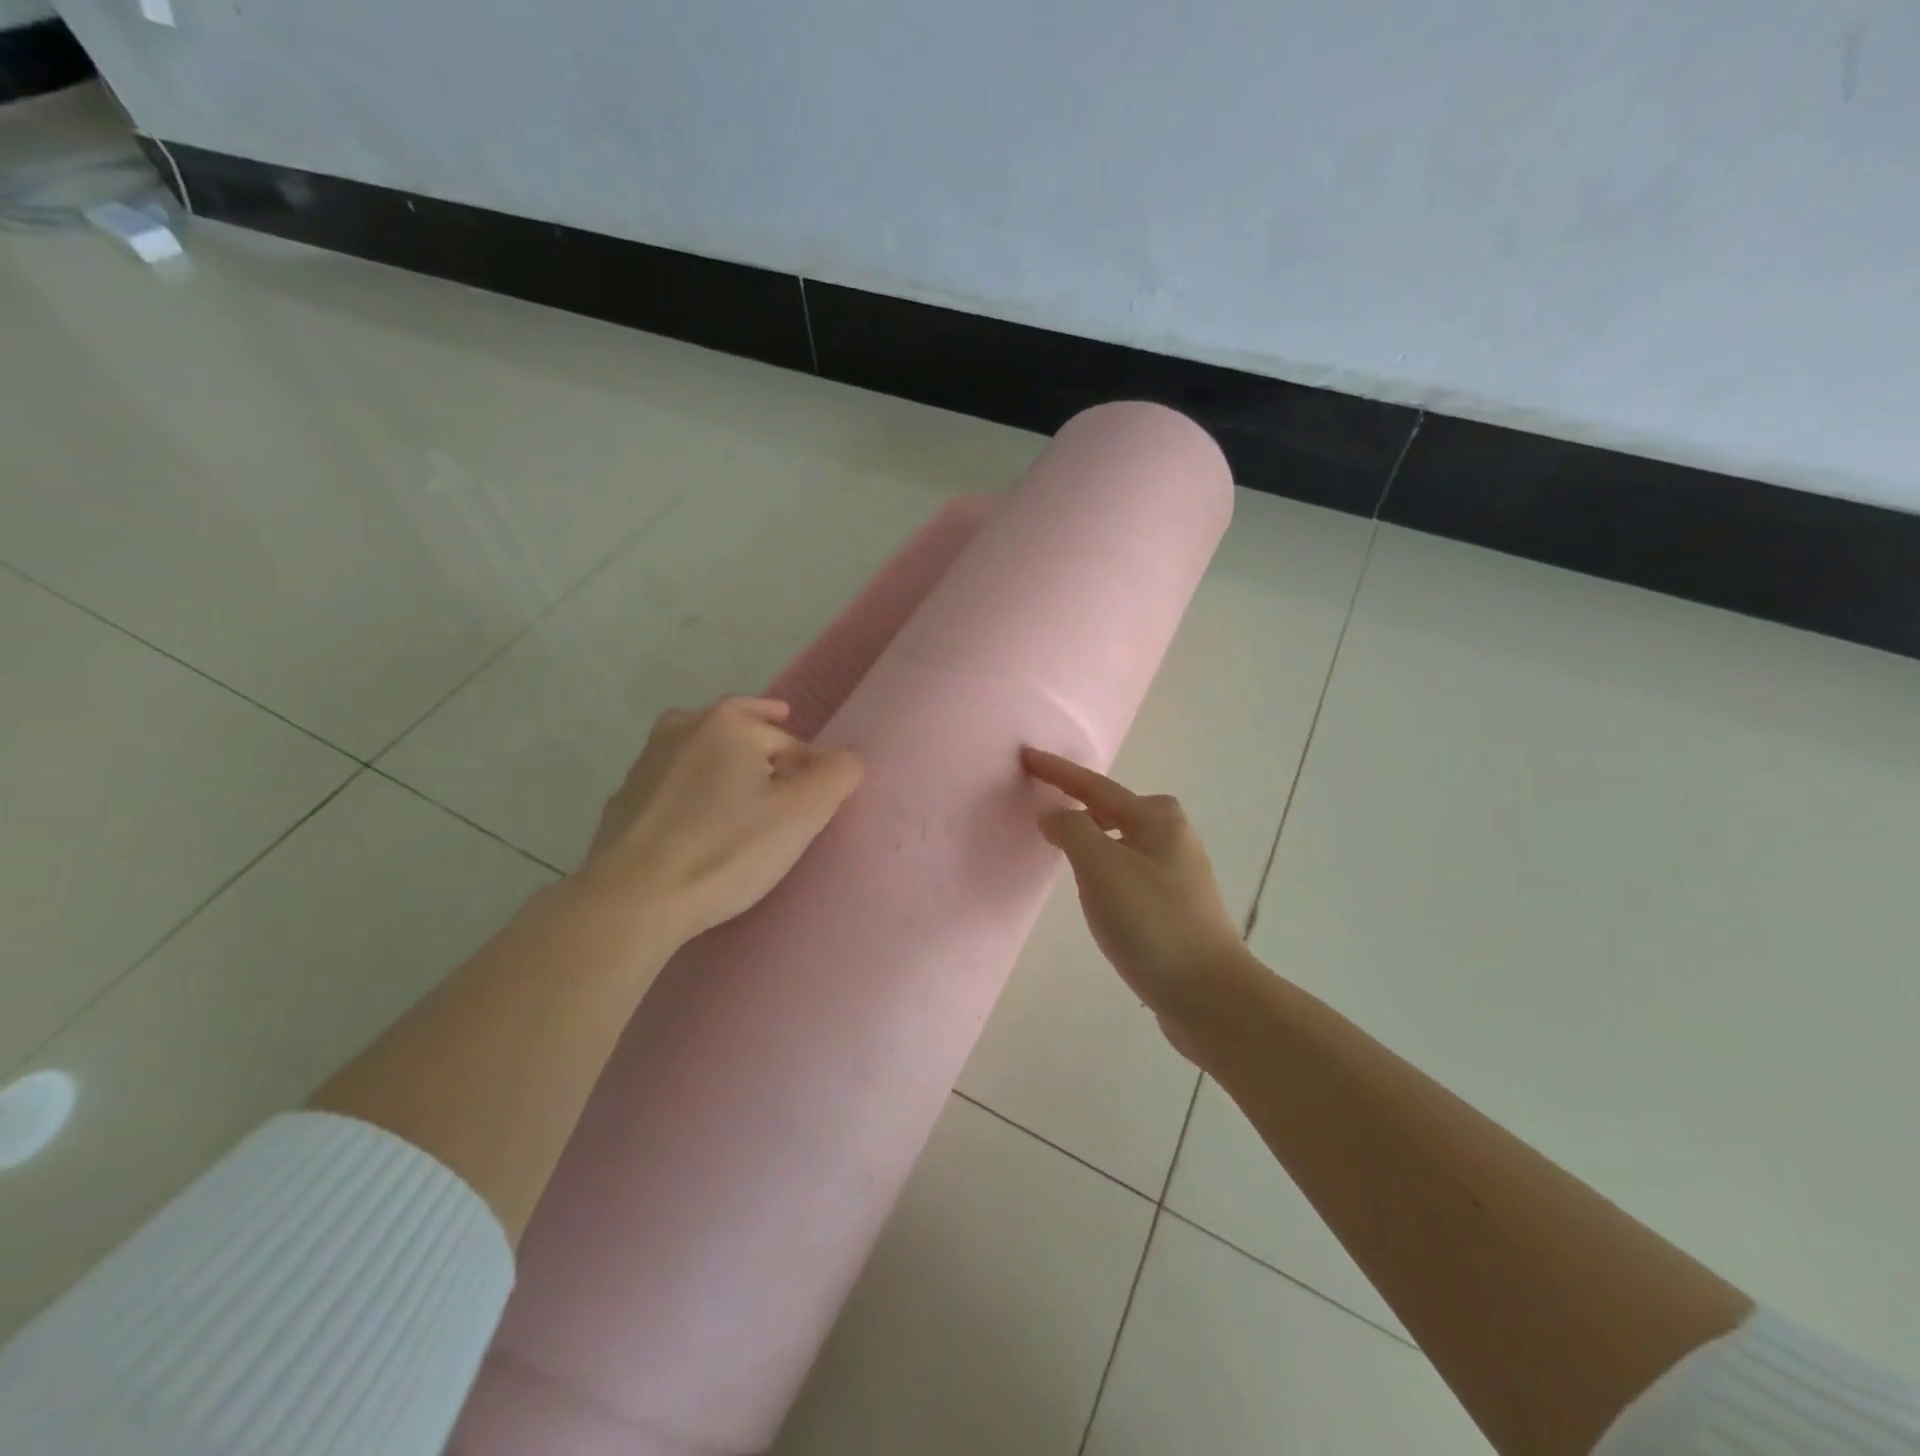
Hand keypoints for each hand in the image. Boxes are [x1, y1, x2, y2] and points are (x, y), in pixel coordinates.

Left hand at [578, 697, 862, 946]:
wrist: (631, 901)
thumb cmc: (725, 849)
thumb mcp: (802, 813)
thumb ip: (838, 775)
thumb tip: (846, 760)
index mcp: (725, 723)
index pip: (788, 739)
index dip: (809, 767)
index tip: (815, 801)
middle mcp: (681, 728)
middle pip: (741, 737)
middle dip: (767, 758)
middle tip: (786, 792)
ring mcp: (645, 764)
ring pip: (704, 760)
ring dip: (728, 774)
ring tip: (746, 805)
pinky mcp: (623, 801)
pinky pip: (675, 790)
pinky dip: (695, 800)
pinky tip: (701, 831)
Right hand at [1022, 748, 1254, 1049]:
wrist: (1209, 995)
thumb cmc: (1152, 923)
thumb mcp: (1102, 868)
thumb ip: (1072, 831)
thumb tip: (1055, 815)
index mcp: (1157, 820)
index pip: (1094, 787)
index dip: (1057, 772)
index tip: (1026, 756)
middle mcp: (1172, 838)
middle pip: (1115, 808)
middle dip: (1081, 800)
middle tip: (1047, 799)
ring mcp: (1176, 874)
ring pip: (1122, 840)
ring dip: (1092, 835)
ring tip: (1063, 842)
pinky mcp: (1173, 907)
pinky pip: (1127, 870)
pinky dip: (1104, 865)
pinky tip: (1095, 888)